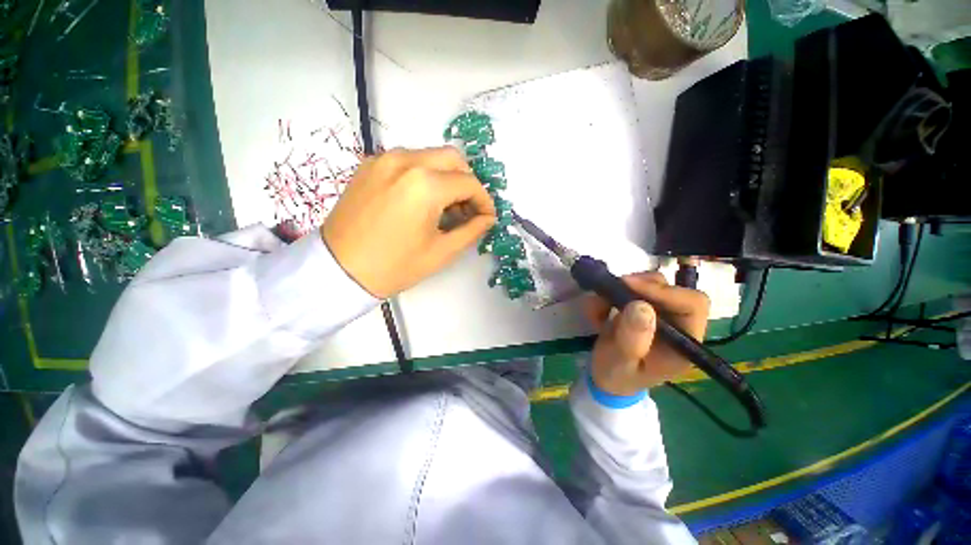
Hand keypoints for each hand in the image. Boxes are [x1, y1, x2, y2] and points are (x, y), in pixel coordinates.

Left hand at [322, 147, 495, 298]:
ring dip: (446, 177)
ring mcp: (385, 159)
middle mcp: (406, 161)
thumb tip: (487, 218)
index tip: (487, 216)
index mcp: (425, 185)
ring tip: (444, 206)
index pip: (469, 183)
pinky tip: (420, 199)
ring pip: (431, 156)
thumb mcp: (441, 252)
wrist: (339, 270)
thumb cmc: (395, 266)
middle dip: (467, 182)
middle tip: (467, 208)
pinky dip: (424, 174)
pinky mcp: (371, 164)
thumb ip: (471, 230)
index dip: (484, 201)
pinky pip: (409, 160)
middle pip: (453, 158)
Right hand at [586, 272, 709, 395]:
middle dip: (640, 285)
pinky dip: (611, 293)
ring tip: (599, 306)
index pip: (692, 305)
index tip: (629, 286)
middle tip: (612, 290)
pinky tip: (598, 310)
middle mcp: (678, 325)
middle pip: (672, 288)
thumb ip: (631, 339)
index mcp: (683, 343)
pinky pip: (632, 288)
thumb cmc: (617, 375)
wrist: (607, 377)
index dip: (664, 291)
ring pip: (652, 284)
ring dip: (621, 289)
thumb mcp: (620, 362)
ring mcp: (661, 314)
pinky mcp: (644, 308)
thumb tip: (641, 305)